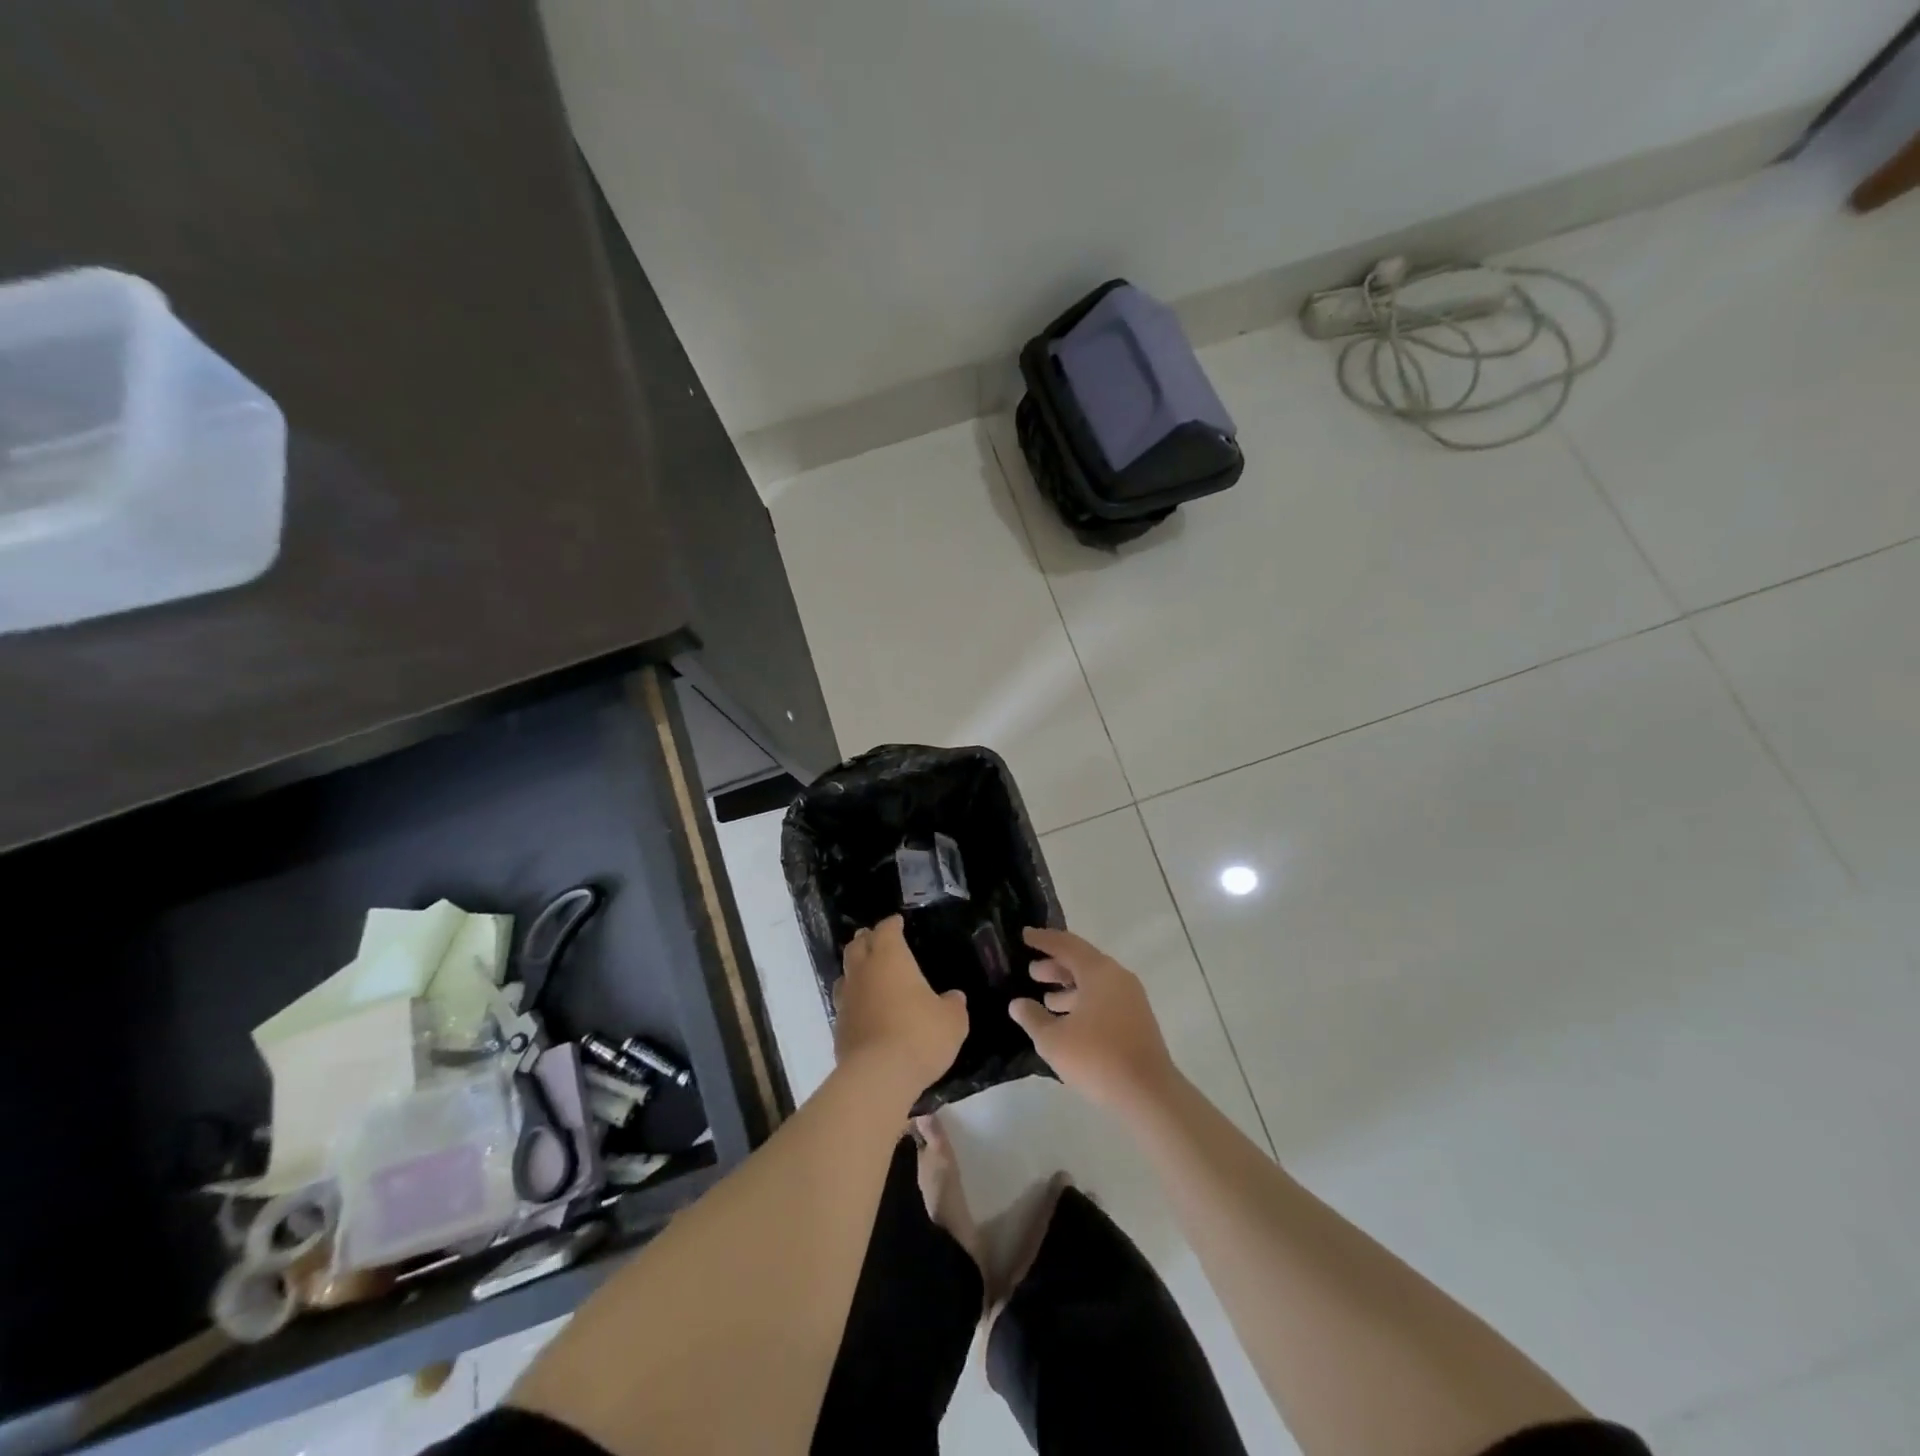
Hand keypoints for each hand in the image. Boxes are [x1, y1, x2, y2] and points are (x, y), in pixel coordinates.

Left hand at [834, 916, 967, 1098]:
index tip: (897, 922)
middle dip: (866, 939)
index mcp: (890, 958)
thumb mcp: (951, 1020)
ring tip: (866, 972)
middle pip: (857, 946)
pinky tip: (864, 1009)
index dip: (891, 924)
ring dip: (855, 969)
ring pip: (846, 974)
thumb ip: (953, 1005)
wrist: (878, 1076)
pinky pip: (845, 1003)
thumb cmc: (919, 1035)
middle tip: (875, 939)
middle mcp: (863, 972)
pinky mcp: (839, 1027)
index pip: (886, 930)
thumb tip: (954, 997)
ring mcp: (847, 1000)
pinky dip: (854, 1000)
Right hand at [1008, 927, 1179, 1117]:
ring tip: (1046, 999)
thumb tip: (1018, 1004)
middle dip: (1055, 965)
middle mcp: (1117, 977)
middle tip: (1031, 972)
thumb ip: (1032, 1018)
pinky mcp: (1137, 1019)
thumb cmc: (1097, 1058)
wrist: (1148, 1094)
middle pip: (1082, 961)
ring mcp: (1131, 998)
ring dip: (1069, 986)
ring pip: (1094, 981)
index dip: (1043, 939)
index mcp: (1098, 971)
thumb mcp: (1053, 1040)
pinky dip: (1083, 1001)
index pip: (1066, 945)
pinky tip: (1069, 1021)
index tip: (1025, 935)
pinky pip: (1104, 998)